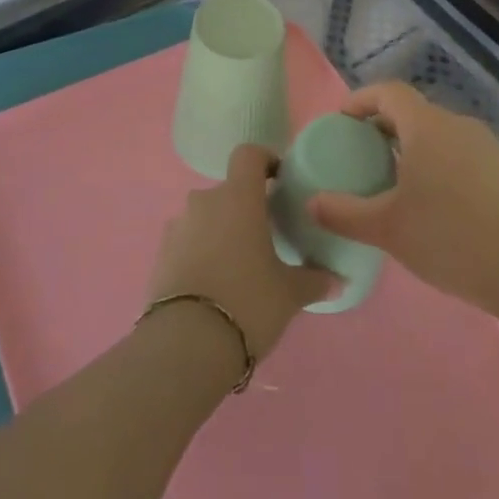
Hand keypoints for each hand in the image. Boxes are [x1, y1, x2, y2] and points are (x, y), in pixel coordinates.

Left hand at [147, 143, 334, 362]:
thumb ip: (313, 279)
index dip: (265, 160)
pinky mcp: (161, 253)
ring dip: (221, 231)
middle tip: (264, 238)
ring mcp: (178, 226)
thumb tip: (337, 279)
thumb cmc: (248, 302)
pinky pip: (187, 241)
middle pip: (228, 191)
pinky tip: (213, 285)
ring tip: (237, 267)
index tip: (278, 181)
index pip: (248, 154)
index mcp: (238, 197)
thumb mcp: (289, 293)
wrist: (186, 344)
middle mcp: (205, 201)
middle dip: (245, 208)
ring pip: (206, 217)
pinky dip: (200, 253)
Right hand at [309, 82, 498, 315]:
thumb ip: (343, 213)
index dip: (362, 100)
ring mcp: (490, 147)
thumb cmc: (450, 239)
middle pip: (416, 114)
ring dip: (418, 150)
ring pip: (443, 136)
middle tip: (366, 158)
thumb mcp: (387, 229)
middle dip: (387, 129)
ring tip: (402, 185)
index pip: (389, 92)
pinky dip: (445, 167)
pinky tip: (442, 207)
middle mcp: (459, 125)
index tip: (344, 121)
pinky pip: (466, 157)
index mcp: (427, 127)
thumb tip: (311, 203)